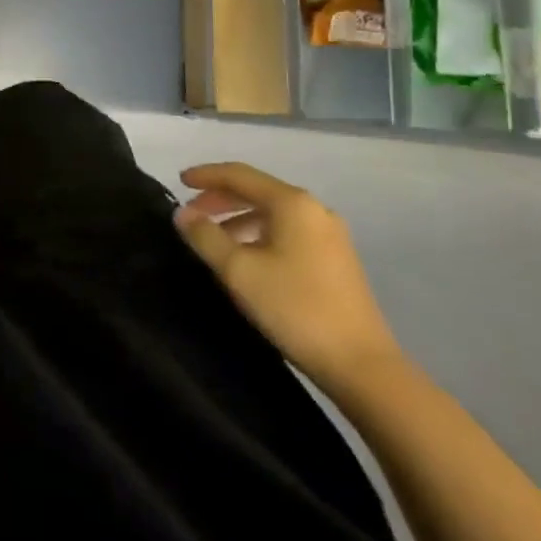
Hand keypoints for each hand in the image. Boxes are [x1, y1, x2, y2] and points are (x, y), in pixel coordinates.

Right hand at [174, 163, 403, 394]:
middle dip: (220, 199)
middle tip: (191, 214)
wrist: (362, 365)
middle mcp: (314, 209)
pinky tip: (247, 258)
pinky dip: (260, 234)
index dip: (206, 175)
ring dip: (239, 219)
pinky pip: (287, 231)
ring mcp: (330, 234)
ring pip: (273, 213)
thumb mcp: (239, 271)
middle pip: (257, 191)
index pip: (239, 174)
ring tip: (213, 240)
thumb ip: (205, 237)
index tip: (178, 181)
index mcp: (292, 203)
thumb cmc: (295, 308)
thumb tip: (182, 214)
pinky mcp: (336, 259)